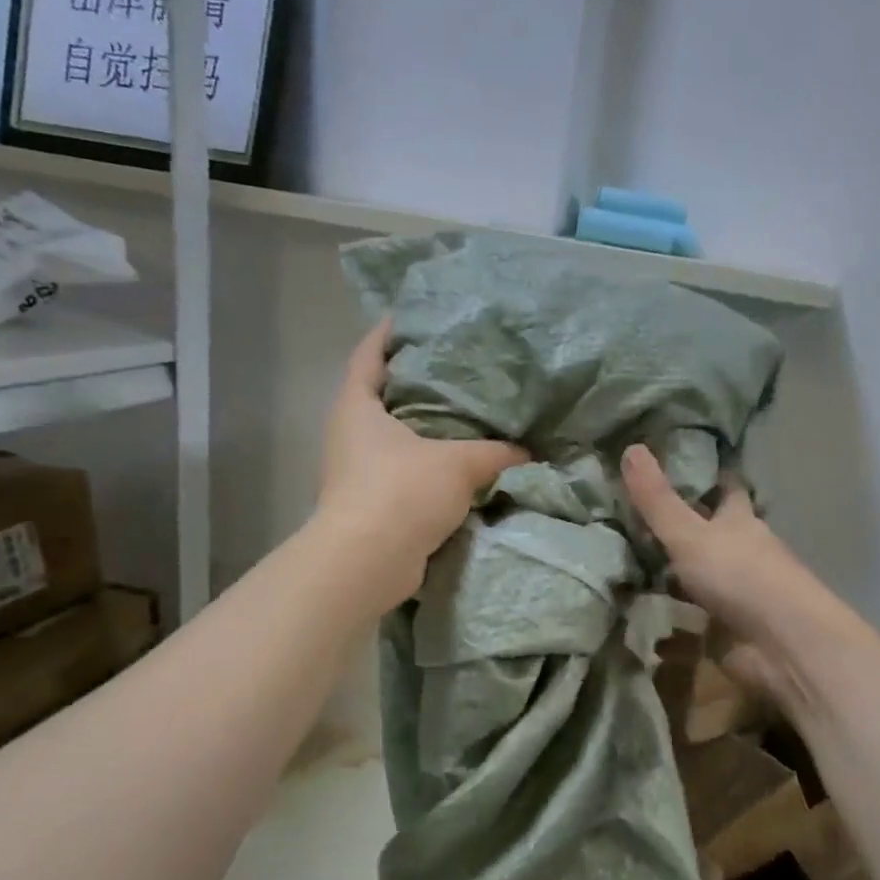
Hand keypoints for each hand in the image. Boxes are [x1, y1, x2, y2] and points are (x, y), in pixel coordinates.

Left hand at [315, 319, 528, 607]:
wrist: (368, 563)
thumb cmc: (402, 492)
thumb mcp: (458, 464)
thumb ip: (496, 453)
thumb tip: (528, 452)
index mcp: (357, 406)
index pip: (368, 354)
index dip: (388, 333)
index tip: (413, 316)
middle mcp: (351, 434)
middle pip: (382, 395)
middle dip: (415, 381)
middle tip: (457, 365)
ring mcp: (357, 471)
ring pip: (395, 437)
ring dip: (425, 429)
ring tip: (467, 414)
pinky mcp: (372, 503)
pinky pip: (404, 472)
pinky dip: (429, 465)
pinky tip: (461, 463)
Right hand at [622, 443, 829, 704]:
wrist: (781, 643)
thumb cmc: (739, 575)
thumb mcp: (689, 533)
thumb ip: (657, 499)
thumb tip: (631, 446)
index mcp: (738, 521)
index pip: (725, 488)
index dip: (706, 475)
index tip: (677, 463)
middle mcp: (739, 552)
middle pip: (708, 534)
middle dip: (678, 529)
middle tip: (631, 519)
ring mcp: (733, 594)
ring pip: (696, 579)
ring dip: (670, 578)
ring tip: (625, 570)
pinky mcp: (725, 631)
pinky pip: (690, 626)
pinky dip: (670, 629)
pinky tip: (643, 626)